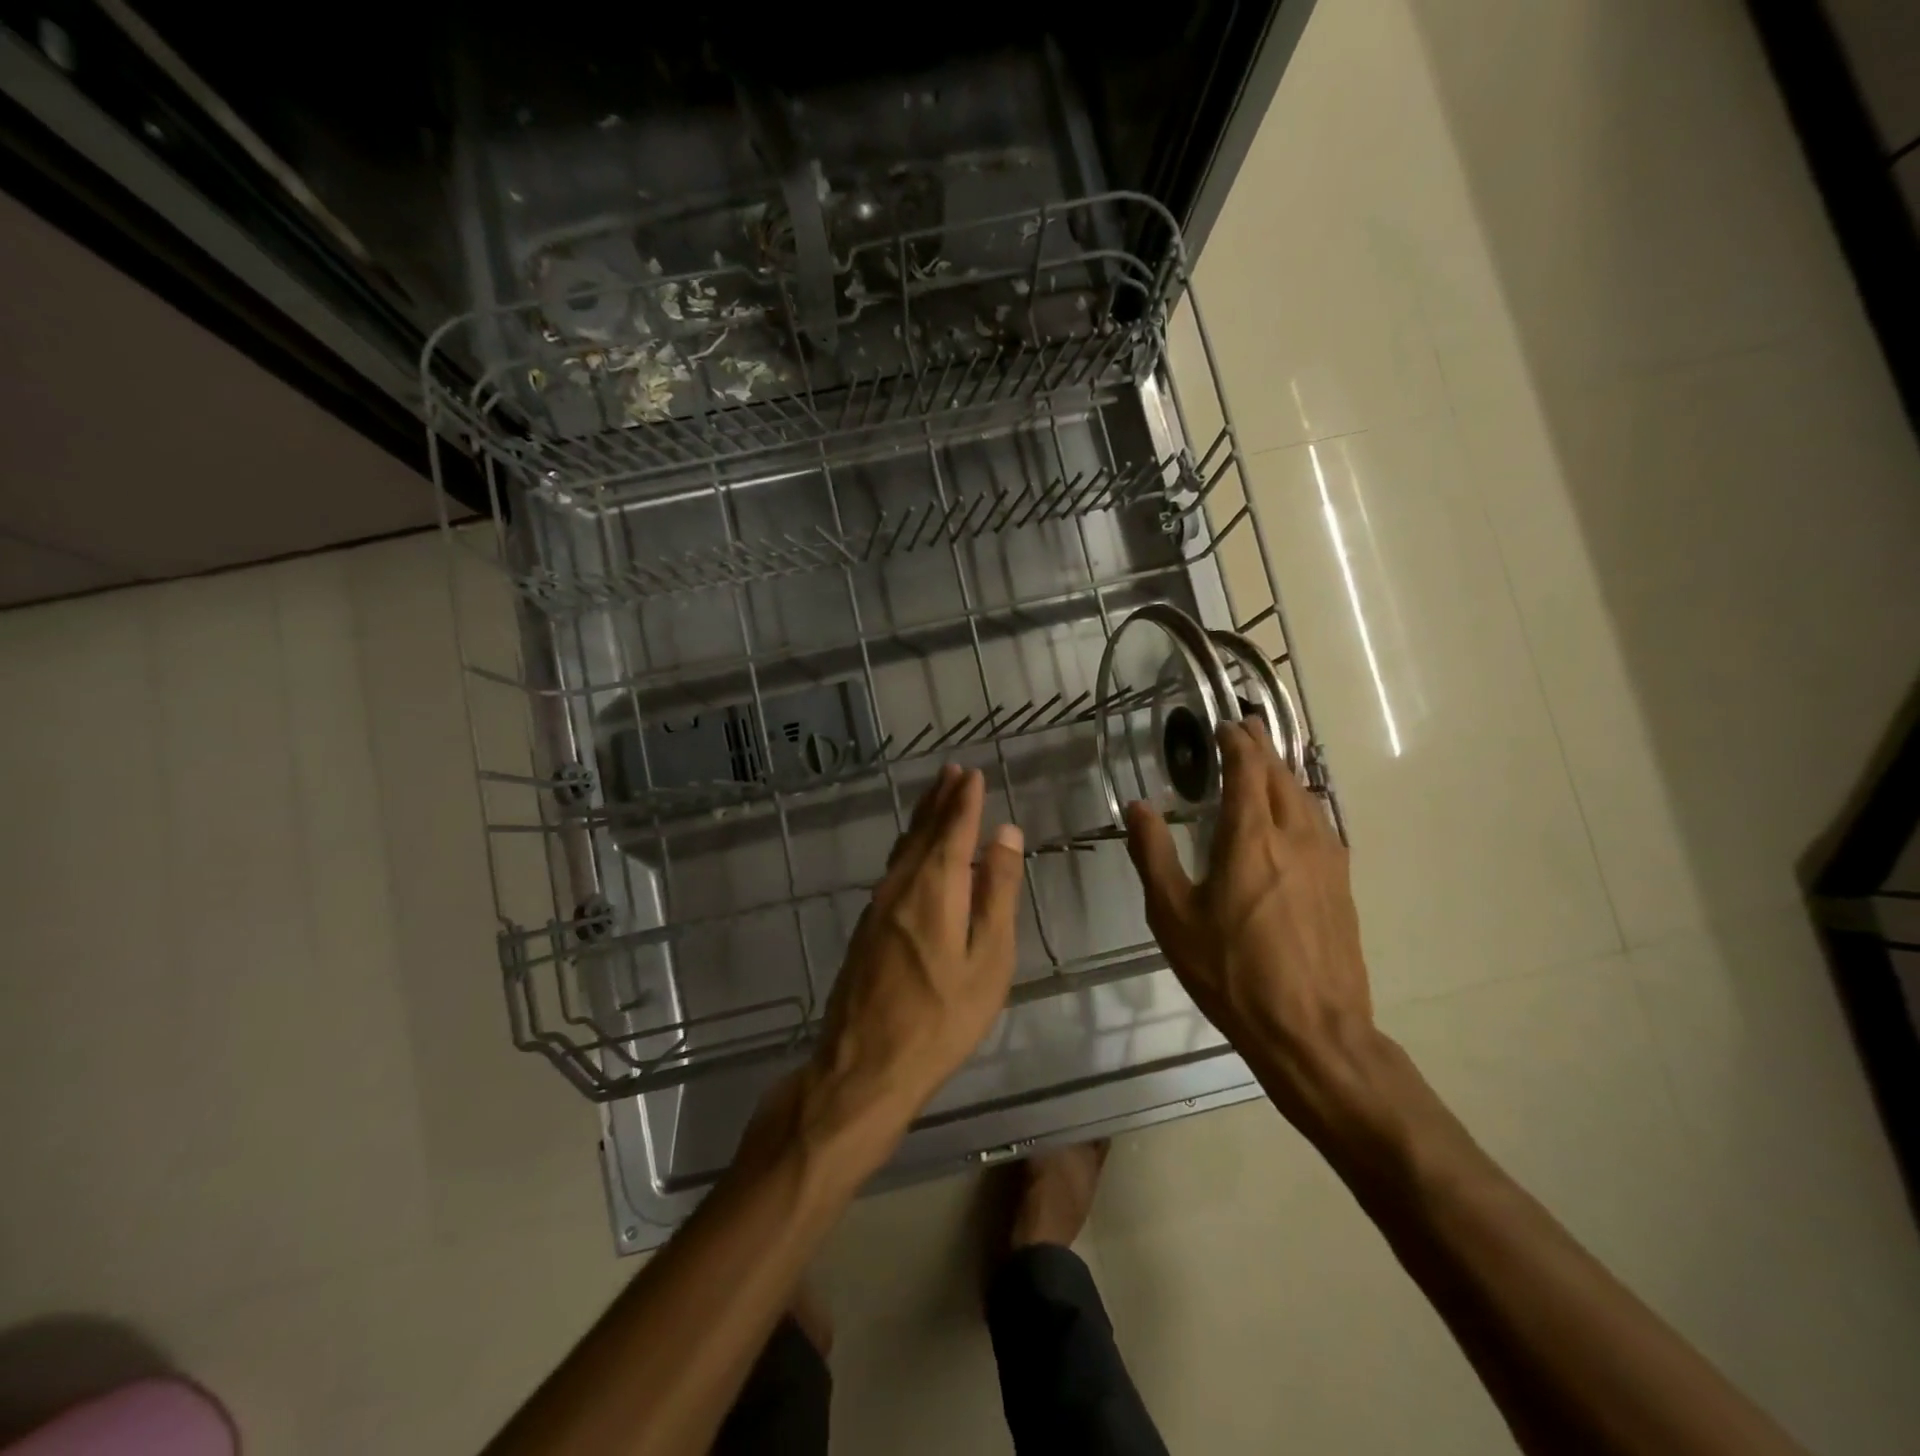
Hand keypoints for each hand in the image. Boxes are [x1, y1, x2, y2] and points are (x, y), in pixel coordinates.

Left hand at [802, 765, 1024, 1150]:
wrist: (864, 1066)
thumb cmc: (941, 1019)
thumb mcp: (987, 959)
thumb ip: (996, 893)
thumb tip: (1005, 834)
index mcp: (933, 888)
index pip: (952, 829)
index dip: (963, 800)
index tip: (972, 774)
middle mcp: (900, 886)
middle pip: (922, 832)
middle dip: (940, 800)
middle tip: (952, 771)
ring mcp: (877, 907)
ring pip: (904, 849)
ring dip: (922, 819)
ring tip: (936, 798)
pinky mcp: (866, 928)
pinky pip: (893, 870)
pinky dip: (910, 847)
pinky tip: (915, 853)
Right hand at [1125, 721, 1378, 1138]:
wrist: (1311, 1029)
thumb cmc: (1232, 971)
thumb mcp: (1173, 916)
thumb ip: (1153, 855)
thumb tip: (1138, 807)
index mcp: (1251, 838)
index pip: (1248, 770)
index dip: (1237, 743)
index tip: (1225, 725)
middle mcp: (1295, 836)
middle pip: (1282, 776)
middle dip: (1263, 747)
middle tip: (1247, 727)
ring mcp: (1326, 860)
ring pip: (1307, 798)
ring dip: (1285, 772)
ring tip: (1269, 762)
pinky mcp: (1341, 885)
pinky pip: (1321, 824)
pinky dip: (1303, 802)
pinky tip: (1297, 816)